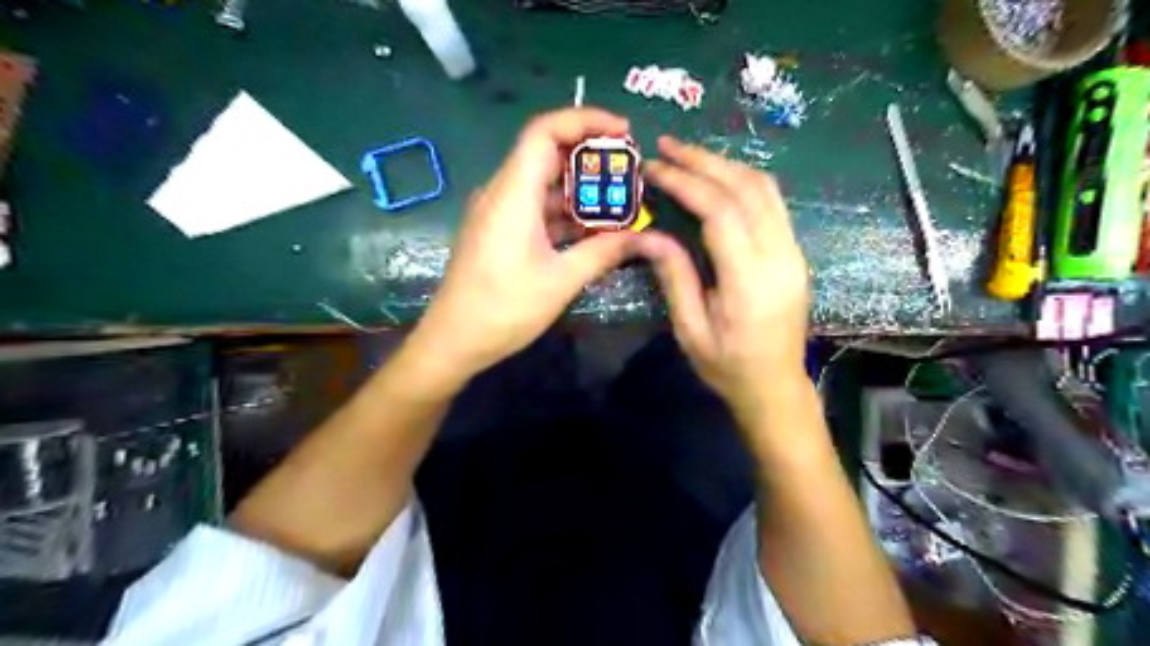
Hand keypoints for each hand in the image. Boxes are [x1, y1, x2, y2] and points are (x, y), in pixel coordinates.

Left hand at [407, 108, 643, 385]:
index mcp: (513, 194)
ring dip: (579, 189)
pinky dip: (564, 212)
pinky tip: (592, 229)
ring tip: (619, 202)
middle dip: (590, 156)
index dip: (585, 120)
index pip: (545, 131)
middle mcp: (502, 193)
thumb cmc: (504, 308)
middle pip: (546, 153)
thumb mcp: (561, 280)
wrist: (454, 340)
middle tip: (629, 171)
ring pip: (543, 184)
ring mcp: (498, 213)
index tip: (623, 132)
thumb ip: (603, 252)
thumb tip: (642, 238)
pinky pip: (535, 209)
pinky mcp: (499, 232)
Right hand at [632, 136, 810, 426]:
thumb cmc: (728, 367)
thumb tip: (649, 235)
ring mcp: (794, 252)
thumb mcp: (690, 329)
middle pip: (747, 189)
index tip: (654, 168)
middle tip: (667, 146)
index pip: (720, 212)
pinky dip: (742, 182)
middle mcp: (780, 257)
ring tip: (688, 157)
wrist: (776, 387)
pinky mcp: (795, 253)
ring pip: (765, 189)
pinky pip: (772, 204)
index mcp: (750, 281)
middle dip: (704, 161)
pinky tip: (716, 179)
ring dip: (725, 165)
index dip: (686, 183)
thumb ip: (674, 277)